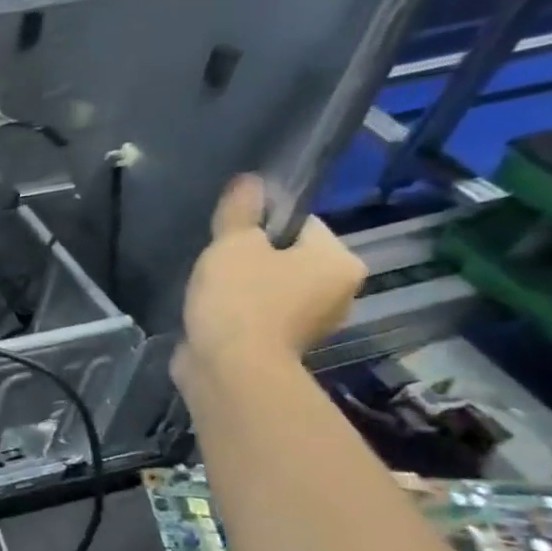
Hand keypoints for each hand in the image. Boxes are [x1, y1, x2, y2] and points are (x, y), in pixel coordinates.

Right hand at [174, 175, 365, 393]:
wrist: (230, 368)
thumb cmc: (240, 298)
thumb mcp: (233, 244)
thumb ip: (240, 211)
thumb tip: (249, 181)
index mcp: (339, 261)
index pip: (301, 224)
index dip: (261, 225)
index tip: (228, 237)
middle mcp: (340, 292)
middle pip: (289, 257)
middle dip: (253, 259)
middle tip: (216, 264)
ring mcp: (314, 324)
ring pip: (274, 288)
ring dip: (245, 287)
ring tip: (211, 292)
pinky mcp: (285, 347)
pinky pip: (262, 316)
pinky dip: (241, 313)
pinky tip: (214, 314)